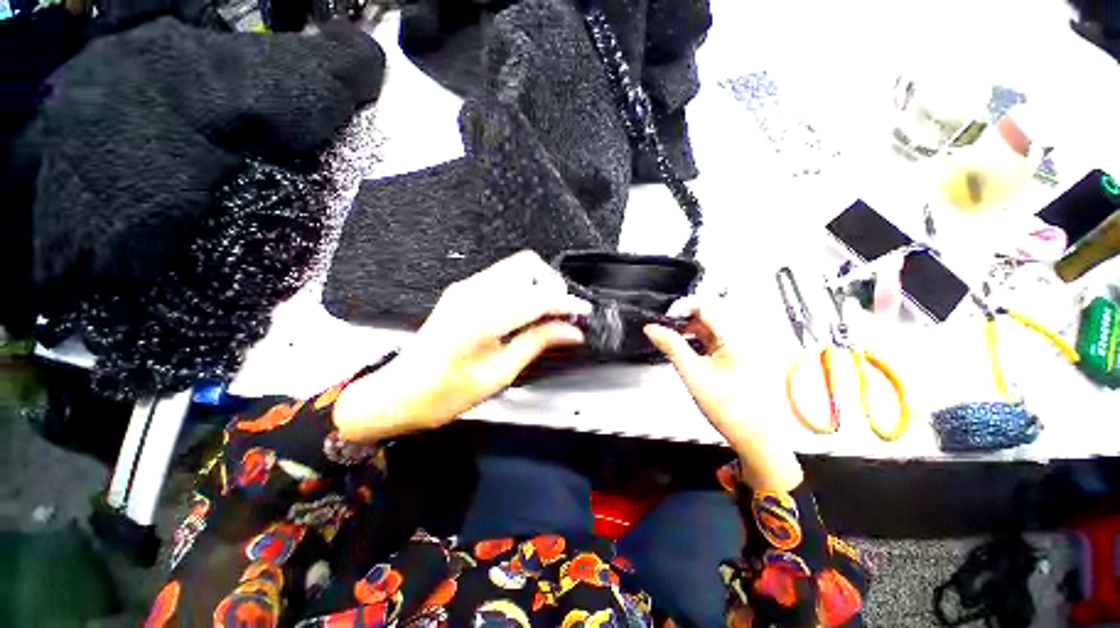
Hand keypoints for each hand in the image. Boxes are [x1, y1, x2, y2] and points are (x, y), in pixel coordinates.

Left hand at [334, 251, 589, 441]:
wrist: (400, 393)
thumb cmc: (444, 393)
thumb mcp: (499, 374)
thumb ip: (537, 343)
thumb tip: (570, 332)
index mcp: (482, 318)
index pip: (538, 297)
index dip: (566, 303)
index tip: (583, 313)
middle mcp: (473, 293)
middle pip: (527, 264)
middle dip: (551, 285)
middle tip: (561, 313)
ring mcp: (465, 288)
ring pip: (515, 267)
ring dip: (538, 285)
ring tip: (546, 315)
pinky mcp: (463, 291)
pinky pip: (502, 277)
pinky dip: (522, 289)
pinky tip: (525, 313)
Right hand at [644, 301, 803, 491]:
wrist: (757, 437)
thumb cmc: (731, 410)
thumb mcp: (693, 375)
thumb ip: (671, 347)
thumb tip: (652, 329)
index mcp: (738, 338)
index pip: (706, 306)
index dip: (681, 308)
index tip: (664, 319)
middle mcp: (747, 337)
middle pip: (710, 313)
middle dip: (686, 319)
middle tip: (668, 331)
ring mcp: (748, 345)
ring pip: (714, 324)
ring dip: (693, 329)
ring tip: (678, 342)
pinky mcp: (745, 354)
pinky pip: (720, 337)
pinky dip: (703, 339)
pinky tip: (693, 350)